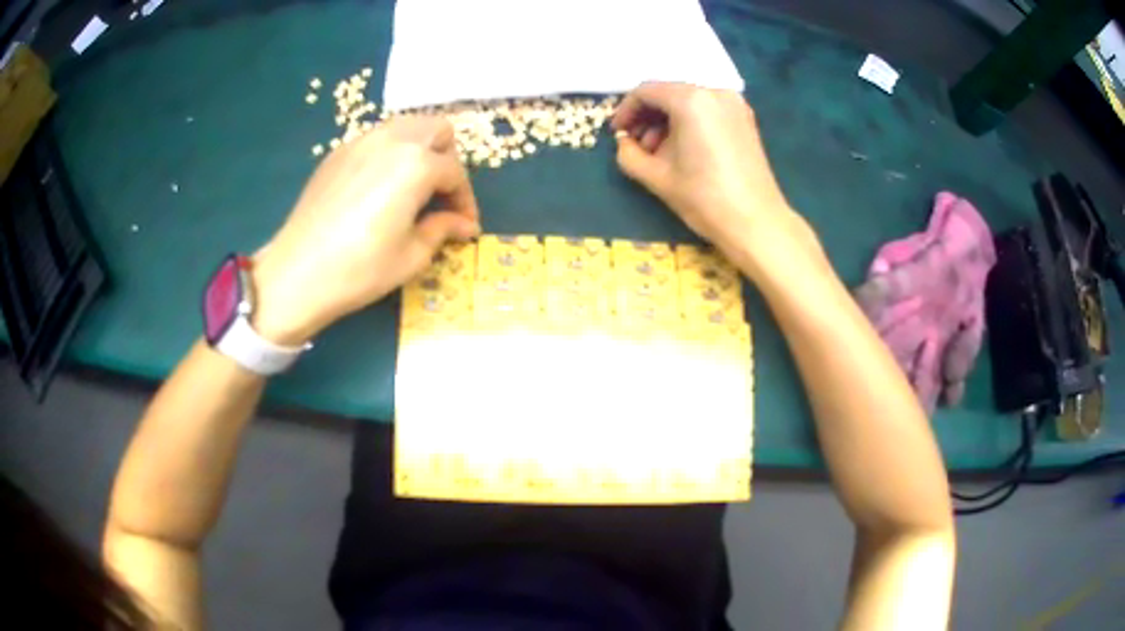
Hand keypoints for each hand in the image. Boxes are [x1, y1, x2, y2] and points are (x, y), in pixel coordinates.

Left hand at [250, 117, 479, 344]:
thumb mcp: (412, 255)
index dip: (465, 201)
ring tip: (413, 188)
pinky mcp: (337, 153)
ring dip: (420, 149)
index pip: (455, 172)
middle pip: (436, 129)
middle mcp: (391, 140)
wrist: (297, 273)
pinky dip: (390, 154)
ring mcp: (360, 142)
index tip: (464, 225)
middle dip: (448, 159)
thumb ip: (443, 229)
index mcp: (416, 164)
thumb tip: (464, 224)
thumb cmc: (360, 269)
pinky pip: (376, 139)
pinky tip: (380, 189)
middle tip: (441, 196)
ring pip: (406, 127)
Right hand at [612, 83, 802, 268]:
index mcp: (690, 100)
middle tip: (636, 145)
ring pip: (688, 101)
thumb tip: (624, 143)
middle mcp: (714, 92)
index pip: (646, 91)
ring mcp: (734, 104)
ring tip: (659, 152)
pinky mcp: (745, 119)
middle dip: (647, 116)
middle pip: (668, 93)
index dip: (625, 110)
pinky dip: (689, 122)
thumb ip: (628, 154)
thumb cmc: (704, 198)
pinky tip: (683, 149)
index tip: (617, 133)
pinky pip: (707, 110)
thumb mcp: (656, 177)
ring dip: (667, 120)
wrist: (755, 223)